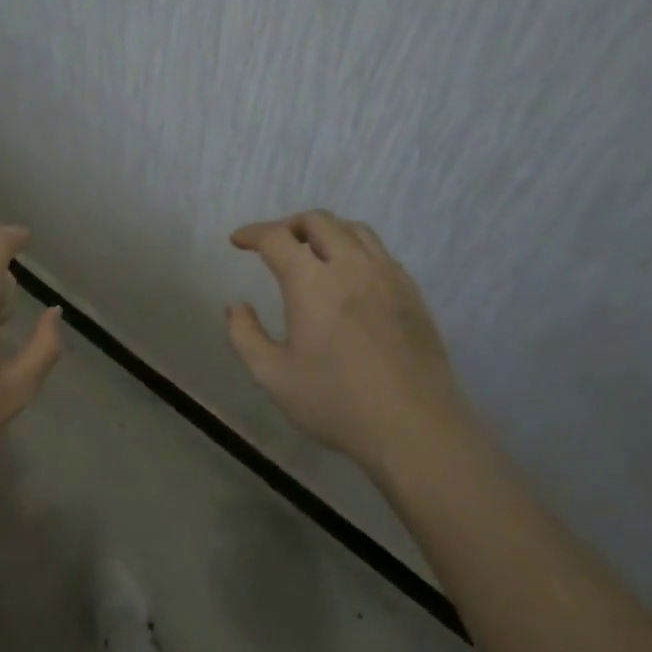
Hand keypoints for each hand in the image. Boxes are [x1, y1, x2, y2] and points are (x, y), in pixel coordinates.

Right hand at [226, 210, 465, 461]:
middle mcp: (352, 267)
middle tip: (273, 246)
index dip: (253, 233)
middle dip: (289, 226)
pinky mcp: (412, 294)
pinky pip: (380, 253)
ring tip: (311, 253)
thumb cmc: (336, 404)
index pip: (277, 238)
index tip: (238, 241)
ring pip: (354, 230)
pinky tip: (350, 278)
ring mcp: (388, 278)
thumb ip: (245, 335)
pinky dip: (355, 250)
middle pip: (319, 222)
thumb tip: (236, 306)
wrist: (415, 430)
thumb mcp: (273, 376)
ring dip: (325, 232)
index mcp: (312, 283)